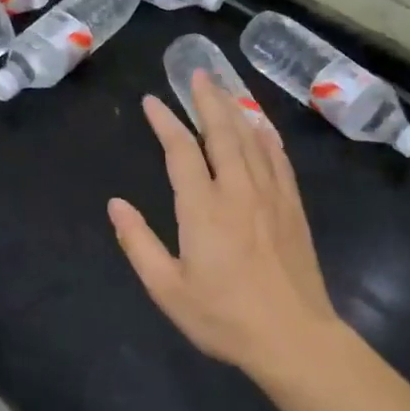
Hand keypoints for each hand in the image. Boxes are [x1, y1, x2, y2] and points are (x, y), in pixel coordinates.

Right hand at [108, 72, 339, 377]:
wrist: (294, 337)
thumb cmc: (224, 316)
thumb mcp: (168, 289)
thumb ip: (139, 243)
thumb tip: (116, 205)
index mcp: (203, 208)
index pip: (181, 151)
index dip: (165, 122)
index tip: (152, 101)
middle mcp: (238, 189)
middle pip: (221, 131)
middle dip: (207, 99)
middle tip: (197, 74)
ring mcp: (270, 194)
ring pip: (251, 138)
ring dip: (235, 109)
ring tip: (223, 89)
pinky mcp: (292, 206)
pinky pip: (279, 158)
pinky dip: (267, 136)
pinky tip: (262, 125)